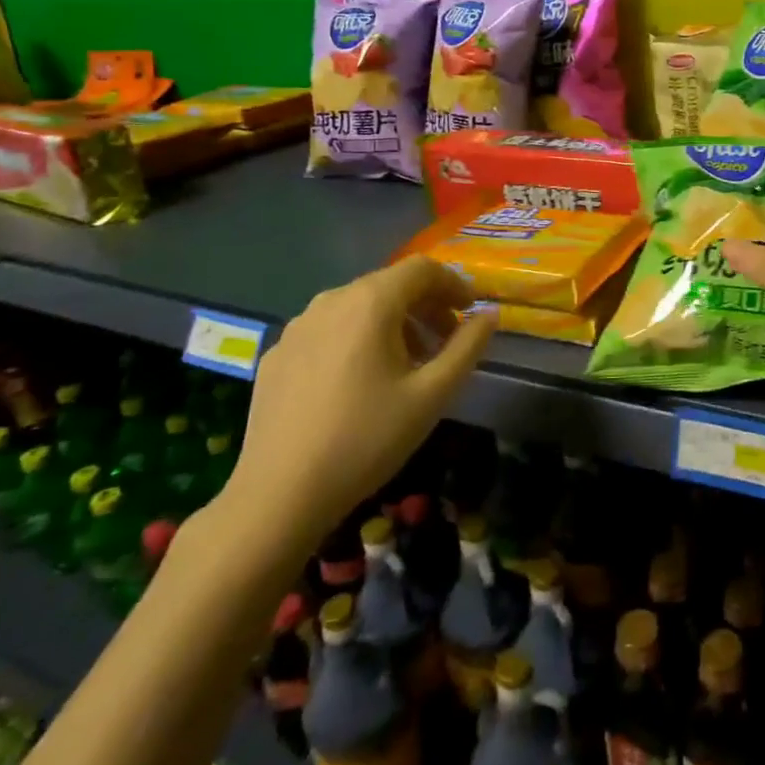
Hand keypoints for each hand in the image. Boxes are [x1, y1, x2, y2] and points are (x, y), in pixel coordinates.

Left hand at [214, 258, 494, 554]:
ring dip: (391, 322)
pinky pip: (327, 331)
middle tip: (446, 340)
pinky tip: (358, 381)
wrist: (278, 495)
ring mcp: (296, 327)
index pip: (422, 268)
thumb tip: (490, 315)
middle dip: (424, 305)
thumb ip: (467, 347)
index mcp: (370, 303)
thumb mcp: (433, 394)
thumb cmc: (366, 439)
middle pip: (388, 284)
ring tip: (407, 363)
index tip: (470, 311)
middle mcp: (330, 301)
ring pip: (356, 307)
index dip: (453, 283)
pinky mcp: (275, 355)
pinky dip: (355, 339)